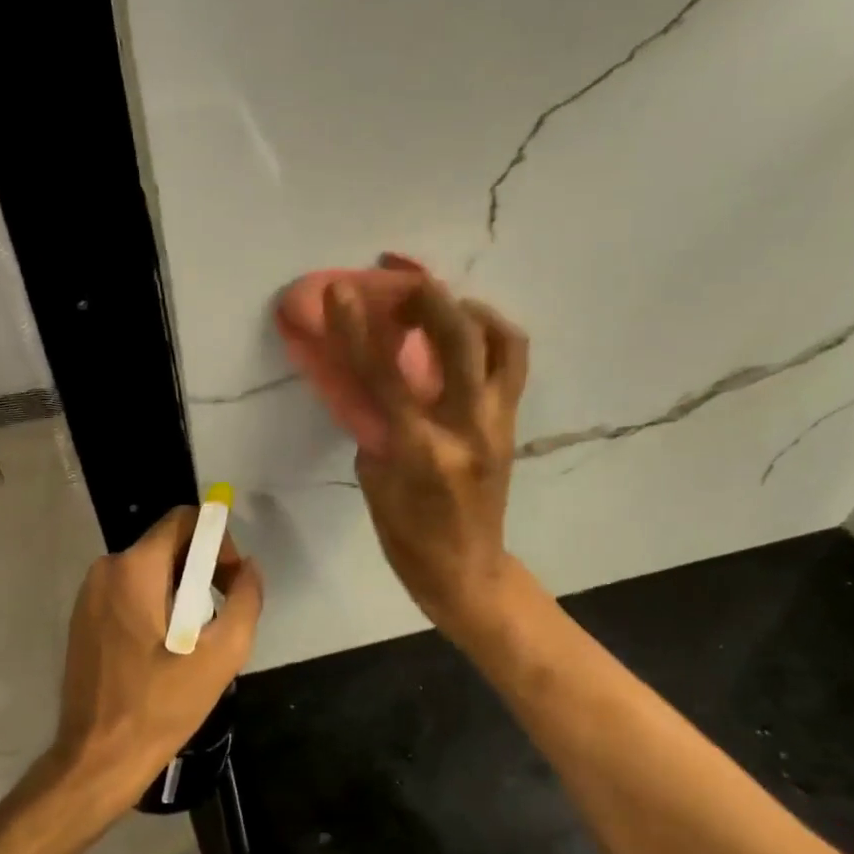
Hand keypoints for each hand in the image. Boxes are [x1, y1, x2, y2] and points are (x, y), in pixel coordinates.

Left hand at [52, 506, 263, 809]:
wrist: (98, 759)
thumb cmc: (160, 705)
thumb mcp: (221, 654)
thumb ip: (246, 600)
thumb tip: (249, 569)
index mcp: (134, 569)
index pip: (184, 520)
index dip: (218, 541)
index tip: (229, 582)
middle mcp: (106, 569)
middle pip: (169, 545)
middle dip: (203, 570)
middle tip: (219, 617)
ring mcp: (90, 594)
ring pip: (152, 570)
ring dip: (182, 592)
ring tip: (196, 640)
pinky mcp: (85, 618)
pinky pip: (132, 591)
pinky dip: (157, 605)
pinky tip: (168, 649)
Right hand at [327, 260, 528, 638]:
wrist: (467, 568)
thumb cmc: (408, 535)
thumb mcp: (374, 480)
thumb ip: (374, 423)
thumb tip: (371, 377)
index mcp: (422, 451)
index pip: (385, 377)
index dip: (359, 330)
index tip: (340, 292)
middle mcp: (468, 428)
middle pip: (459, 340)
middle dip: (429, 298)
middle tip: (401, 285)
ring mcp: (498, 423)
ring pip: (503, 342)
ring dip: (470, 309)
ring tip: (443, 304)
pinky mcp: (513, 422)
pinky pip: (512, 361)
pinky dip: (490, 334)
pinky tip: (465, 334)